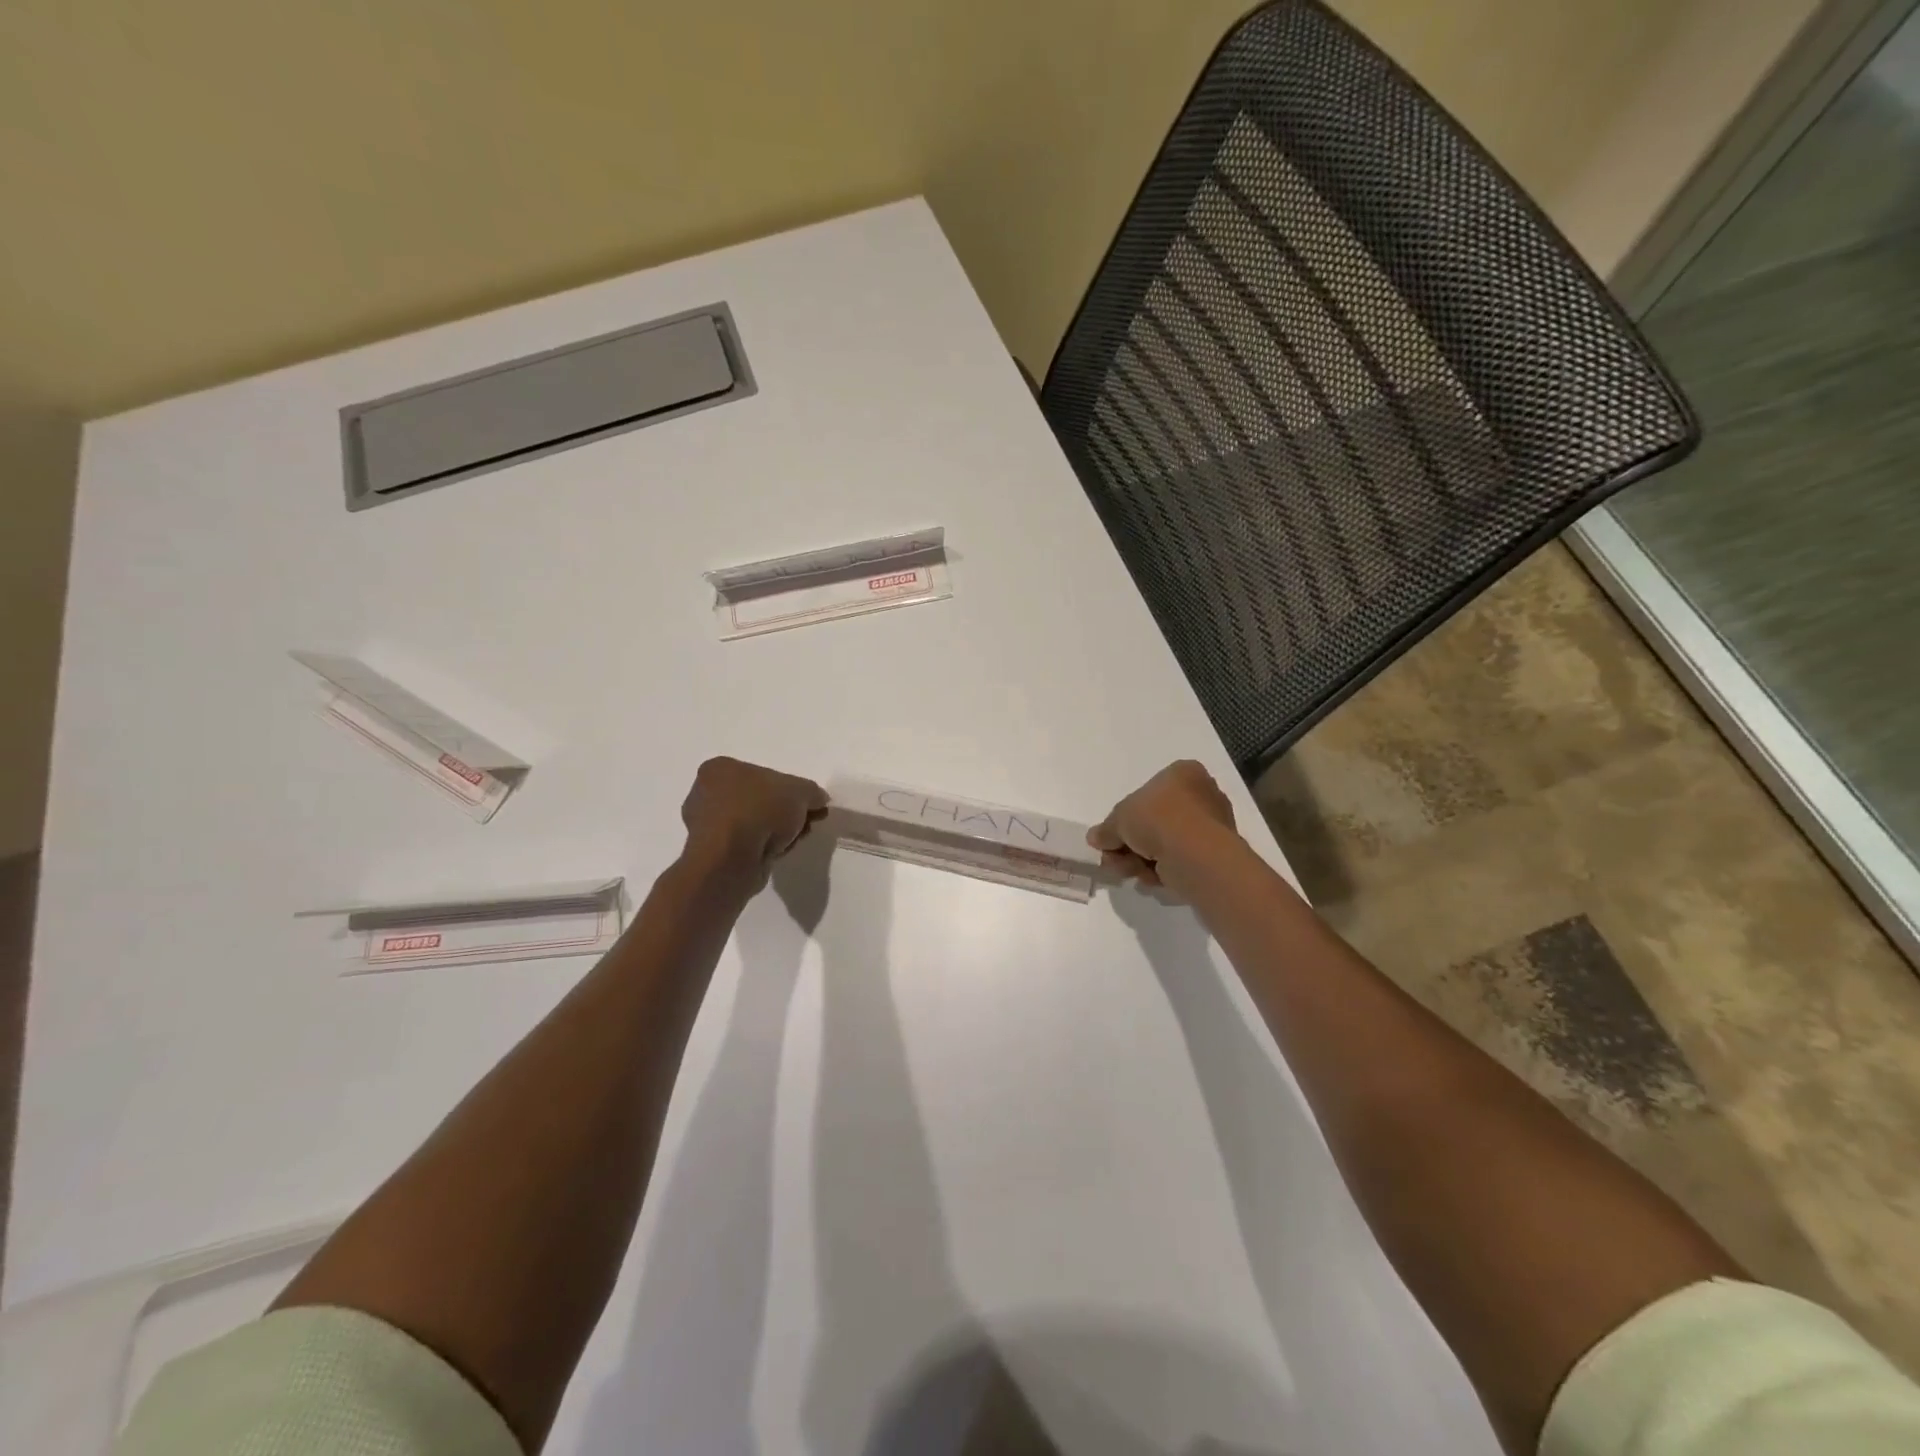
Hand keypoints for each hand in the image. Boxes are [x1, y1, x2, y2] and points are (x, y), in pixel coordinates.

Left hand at [680, 757, 827, 881]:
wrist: (731, 858)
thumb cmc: (759, 809)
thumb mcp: (800, 791)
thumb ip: (811, 792)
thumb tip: (817, 800)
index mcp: (719, 769)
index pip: (762, 775)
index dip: (790, 790)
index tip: (809, 805)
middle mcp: (706, 794)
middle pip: (759, 800)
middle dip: (786, 813)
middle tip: (807, 822)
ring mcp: (706, 826)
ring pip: (754, 825)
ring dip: (777, 832)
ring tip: (794, 839)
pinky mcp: (712, 854)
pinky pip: (746, 846)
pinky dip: (763, 848)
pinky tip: (777, 853)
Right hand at [1087, 760, 1237, 892]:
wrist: (1194, 853)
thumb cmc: (1157, 818)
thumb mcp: (1119, 818)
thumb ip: (1106, 829)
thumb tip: (1095, 838)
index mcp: (1183, 773)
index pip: (1148, 793)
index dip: (1125, 817)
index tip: (1111, 836)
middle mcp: (1202, 794)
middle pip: (1155, 821)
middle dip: (1130, 843)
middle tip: (1113, 859)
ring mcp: (1212, 826)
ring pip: (1165, 843)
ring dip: (1141, 859)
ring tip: (1128, 872)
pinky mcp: (1215, 854)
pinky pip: (1180, 860)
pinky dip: (1162, 870)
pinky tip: (1150, 879)